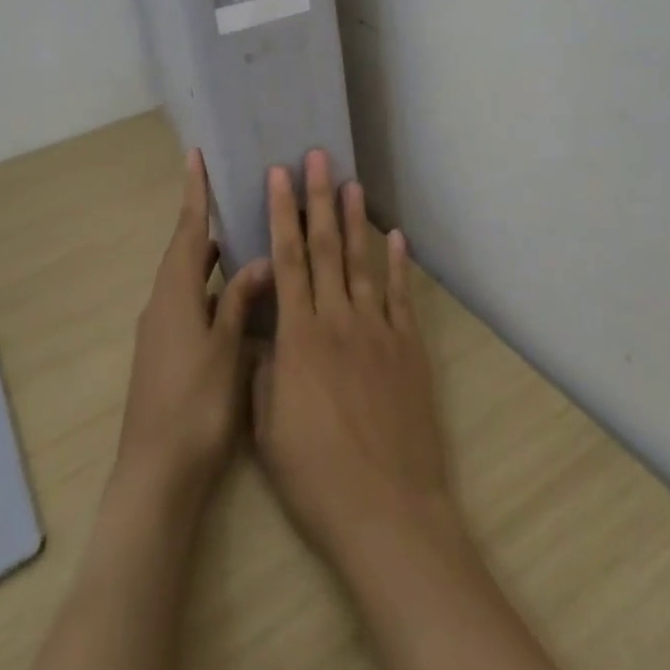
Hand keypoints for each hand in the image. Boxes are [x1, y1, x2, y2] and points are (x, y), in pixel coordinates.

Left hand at [115, 149, 272, 512]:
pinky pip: (191, 306)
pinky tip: (235, 301)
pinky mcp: (167, 356)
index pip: (189, 231)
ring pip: (189, 281)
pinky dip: (212, 292)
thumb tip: (259, 261)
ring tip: (242, 241)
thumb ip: (241, 301)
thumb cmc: (195, 406)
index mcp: (175, 295)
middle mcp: (163, 306)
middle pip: (186, 253)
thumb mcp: (227, 349)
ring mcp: (162, 333)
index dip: (195, 193)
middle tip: (234, 198)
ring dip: (210, 260)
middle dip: (206, 224)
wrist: (156, 477)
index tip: (195, 157)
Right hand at [250, 149, 458, 571]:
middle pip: (325, 246)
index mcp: (299, 336)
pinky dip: (399, 263)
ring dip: (355, 220)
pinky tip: (397, 236)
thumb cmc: (316, 476)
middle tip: (317, 157)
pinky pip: (401, 296)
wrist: (387, 511)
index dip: (280, 214)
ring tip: (352, 183)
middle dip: (317, 198)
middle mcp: (338, 320)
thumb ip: (263, 371)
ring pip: (362, 262)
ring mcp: (378, 330)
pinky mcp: (409, 348)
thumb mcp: (268, 428)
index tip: (277, 175)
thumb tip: (261, 333)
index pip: (287, 260)